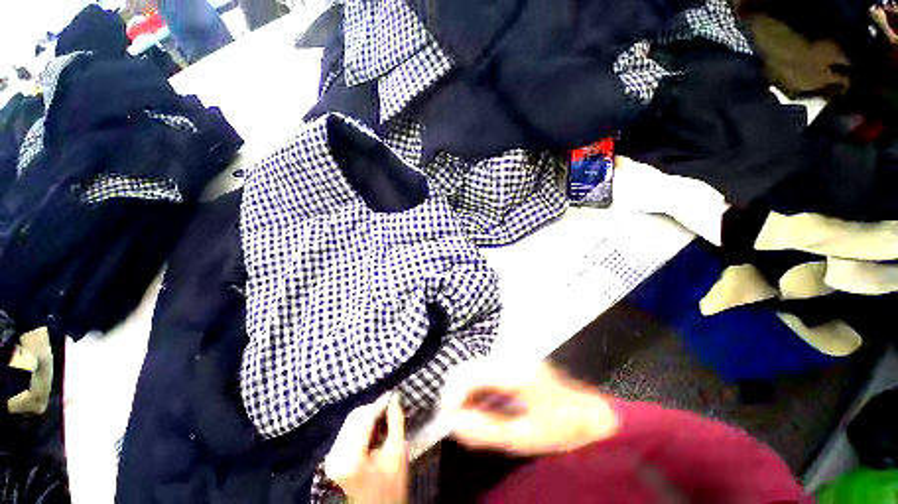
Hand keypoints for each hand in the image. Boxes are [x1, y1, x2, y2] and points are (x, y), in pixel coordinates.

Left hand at [325, 393, 408, 503]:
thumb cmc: (391, 484)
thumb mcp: (397, 452)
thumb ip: (395, 421)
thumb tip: (394, 397)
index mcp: (351, 457)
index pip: (365, 418)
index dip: (380, 404)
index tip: (393, 394)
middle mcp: (336, 455)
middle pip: (355, 417)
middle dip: (374, 409)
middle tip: (390, 405)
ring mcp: (332, 456)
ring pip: (351, 420)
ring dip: (369, 415)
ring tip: (384, 416)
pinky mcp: (333, 457)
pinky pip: (348, 429)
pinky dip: (363, 424)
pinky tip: (375, 427)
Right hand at [445, 362, 618, 455]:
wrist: (596, 415)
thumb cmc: (562, 428)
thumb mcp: (523, 436)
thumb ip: (485, 429)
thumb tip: (453, 423)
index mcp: (513, 372)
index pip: (469, 373)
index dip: (453, 394)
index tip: (449, 417)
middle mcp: (512, 358)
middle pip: (472, 367)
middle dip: (459, 392)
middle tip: (458, 418)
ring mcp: (516, 359)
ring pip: (480, 368)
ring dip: (470, 390)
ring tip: (470, 415)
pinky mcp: (519, 364)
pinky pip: (491, 372)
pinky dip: (482, 388)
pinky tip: (485, 406)